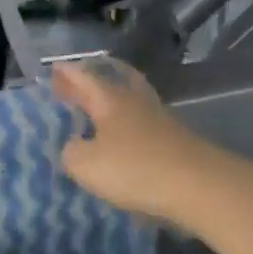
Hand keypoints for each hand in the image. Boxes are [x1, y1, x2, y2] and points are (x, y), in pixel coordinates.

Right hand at [51, 59, 222, 225]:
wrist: (199, 186)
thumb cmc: (135, 169)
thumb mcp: (87, 164)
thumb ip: (71, 152)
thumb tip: (73, 146)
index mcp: (110, 100)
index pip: (84, 78)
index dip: (68, 73)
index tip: (54, 67)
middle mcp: (135, 101)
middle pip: (112, 82)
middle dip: (91, 82)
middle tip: (73, 85)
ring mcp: (159, 119)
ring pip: (130, 100)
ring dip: (112, 102)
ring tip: (96, 111)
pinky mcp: (174, 139)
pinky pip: (143, 122)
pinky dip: (127, 124)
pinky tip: (121, 138)